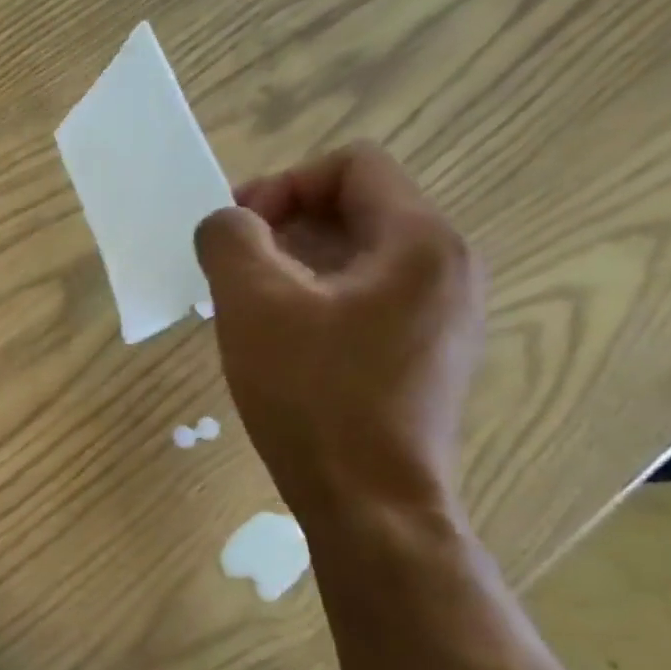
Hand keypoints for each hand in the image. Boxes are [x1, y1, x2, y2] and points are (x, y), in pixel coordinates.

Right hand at [194, 142, 483, 521]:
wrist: (370, 503)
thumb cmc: (314, 396)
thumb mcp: (254, 307)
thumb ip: (231, 241)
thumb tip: (225, 222)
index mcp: (419, 242)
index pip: (352, 166)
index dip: (282, 184)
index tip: (236, 234)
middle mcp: (445, 268)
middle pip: (356, 209)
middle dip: (282, 227)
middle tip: (230, 272)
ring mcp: (440, 316)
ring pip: (356, 259)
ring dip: (292, 267)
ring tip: (245, 310)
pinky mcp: (423, 356)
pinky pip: (364, 300)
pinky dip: (315, 302)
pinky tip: (278, 344)